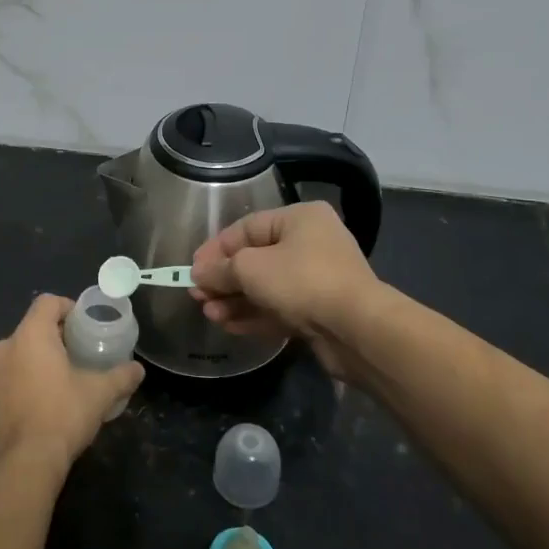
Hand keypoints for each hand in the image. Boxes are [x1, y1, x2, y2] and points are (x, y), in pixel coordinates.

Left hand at [0, 295, 144, 475]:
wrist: (22, 464)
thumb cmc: (62, 416)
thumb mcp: (99, 394)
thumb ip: (121, 376)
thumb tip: (138, 369)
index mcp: (30, 335)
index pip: (47, 302)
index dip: (67, 307)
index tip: (83, 324)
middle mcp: (3, 347)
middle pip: (31, 328)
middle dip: (54, 338)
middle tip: (77, 354)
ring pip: (16, 354)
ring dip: (35, 360)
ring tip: (58, 381)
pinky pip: (5, 378)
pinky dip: (21, 381)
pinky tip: (38, 403)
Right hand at [190, 201, 379, 379]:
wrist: (357, 329)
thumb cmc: (301, 281)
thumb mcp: (250, 269)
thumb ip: (220, 270)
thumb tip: (199, 275)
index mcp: (299, 219)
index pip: (246, 228)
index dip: (215, 249)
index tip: (192, 269)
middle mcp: (311, 243)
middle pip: (255, 259)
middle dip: (223, 279)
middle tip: (198, 296)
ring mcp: (317, 279)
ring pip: (265, 287)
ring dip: (234, 300)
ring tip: (209, 313)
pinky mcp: (320, 311)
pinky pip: (279, 308)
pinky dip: (253, 315)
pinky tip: (228, 325)